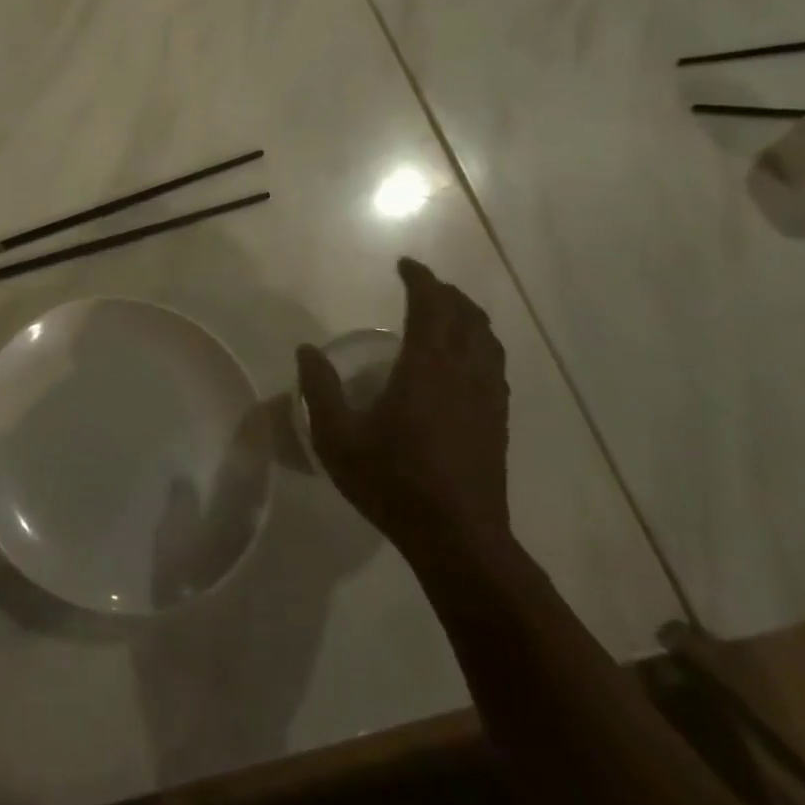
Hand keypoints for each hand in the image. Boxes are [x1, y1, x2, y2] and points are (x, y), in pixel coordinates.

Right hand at [297, 258, 510, 550]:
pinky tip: (466, 361)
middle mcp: (464, 373)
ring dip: (468, 316)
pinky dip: (480, 345)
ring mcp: (487, 397)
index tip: (404, 266)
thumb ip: (320, 389)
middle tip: (422, 286)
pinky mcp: (498, 421)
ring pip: (488, 339)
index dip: (420, 279)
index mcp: (427, 368)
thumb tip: (306, 350)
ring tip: (447, 314)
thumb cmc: (393, 482)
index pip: (431, 306)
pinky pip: (495, 365)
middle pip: (467, 316)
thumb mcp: (338, 437)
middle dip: (447, 293)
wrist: (459, 538)